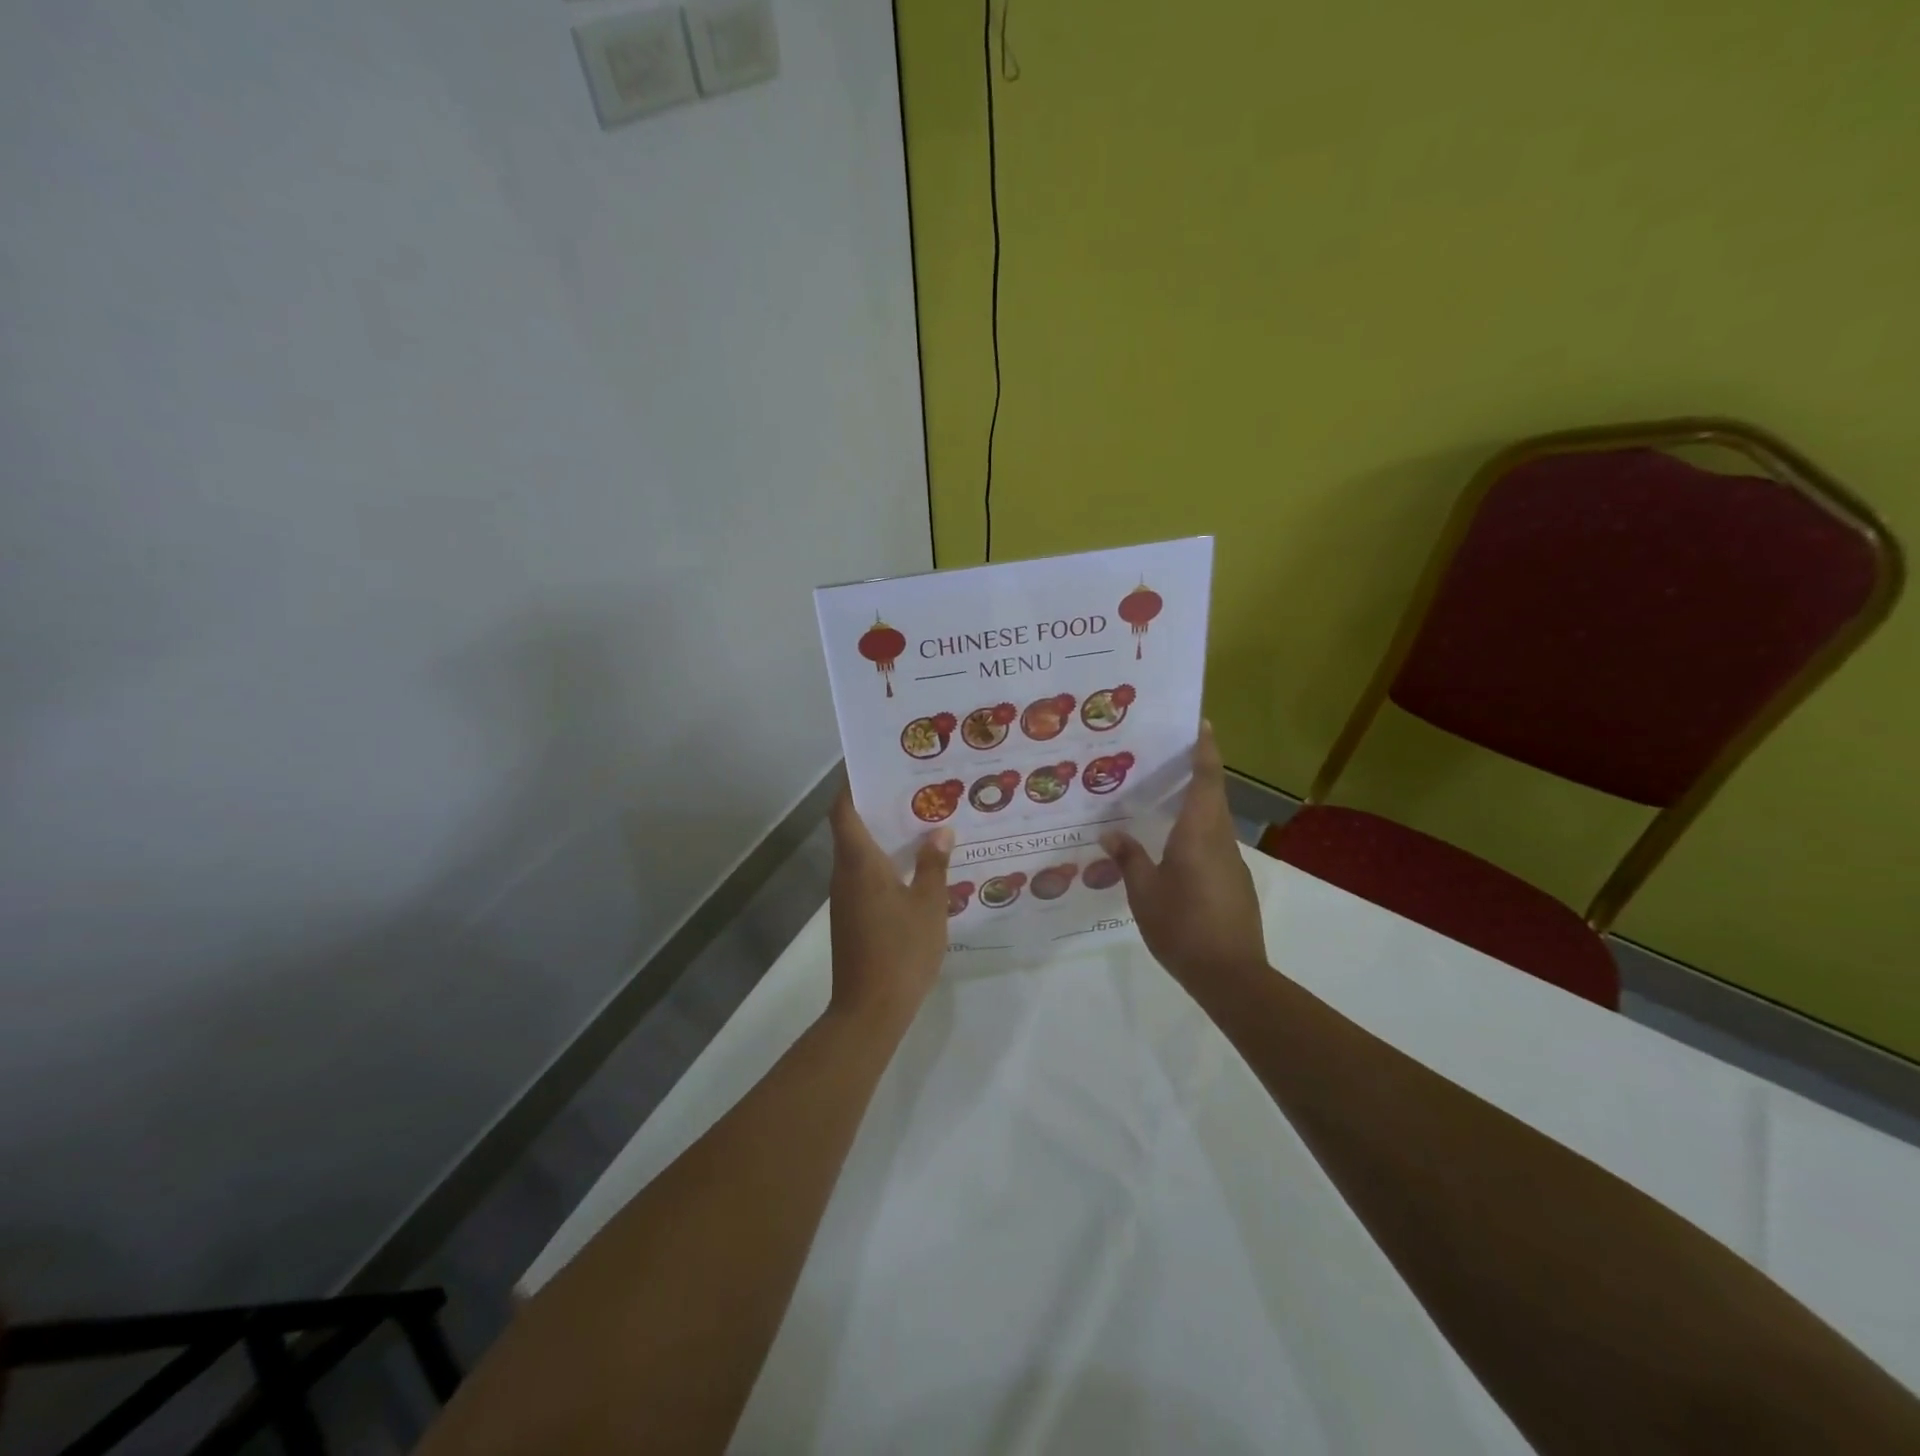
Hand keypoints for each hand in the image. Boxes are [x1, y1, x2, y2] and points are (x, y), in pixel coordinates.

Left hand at [827, 788, 952, 1028]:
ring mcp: (845, 898)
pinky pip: (865, 876)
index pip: (844, 810)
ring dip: (883, 836)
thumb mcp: (928, 905)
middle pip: (851, 828)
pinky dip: (884, 863)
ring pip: (859, 854)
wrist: (870, 1009)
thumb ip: (933, 865)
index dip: (852, 784)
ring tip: (921, 822)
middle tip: (914, 789)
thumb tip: (940, 831)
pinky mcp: (851, 917)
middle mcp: (845, 874)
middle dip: (877, 806)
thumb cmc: (901, 950)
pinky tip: (914, 867)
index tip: (873, 764)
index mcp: (859, 863)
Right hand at [1101, 722, 1267, 987]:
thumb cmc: (1182, 926)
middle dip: (1196, 771)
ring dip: (1195, 804)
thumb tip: (1110, 832)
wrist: (1230, 975)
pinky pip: (1214, 845)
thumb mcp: (1144, 892)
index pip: (1207, 779)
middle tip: (1164, 758)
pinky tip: (1173, 849)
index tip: (1201, 723)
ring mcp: (1232, 862)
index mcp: (1199, 833)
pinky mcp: (1235, 883)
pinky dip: (1196, 833)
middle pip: (1213, 795)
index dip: (1205, 749)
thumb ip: (1128, 858)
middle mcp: (1220, 840)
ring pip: (1214, 821)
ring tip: (1161, 800)